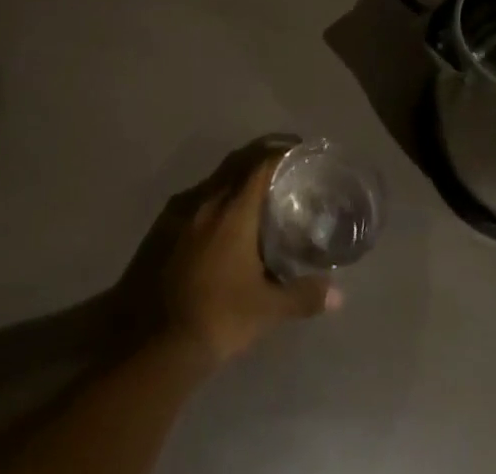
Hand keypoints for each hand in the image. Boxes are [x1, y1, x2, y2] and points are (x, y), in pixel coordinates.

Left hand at [155, 148, 338, 364]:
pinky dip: (217, 200)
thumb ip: (303, 296)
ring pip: (216, 181)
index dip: (282, 154)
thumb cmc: (219, 317)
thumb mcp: (267, 310)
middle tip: (284, 168)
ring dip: (237, 181)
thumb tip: (338, 296)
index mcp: (234, 210)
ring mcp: (182, 212)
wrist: (156, 344)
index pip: (261, 165)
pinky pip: (198, 200)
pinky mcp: (164, 229)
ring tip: (257, 196)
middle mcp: (208, 200)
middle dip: (261, 159)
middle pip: (238, 164)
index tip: (300, 153)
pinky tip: (223, 222)